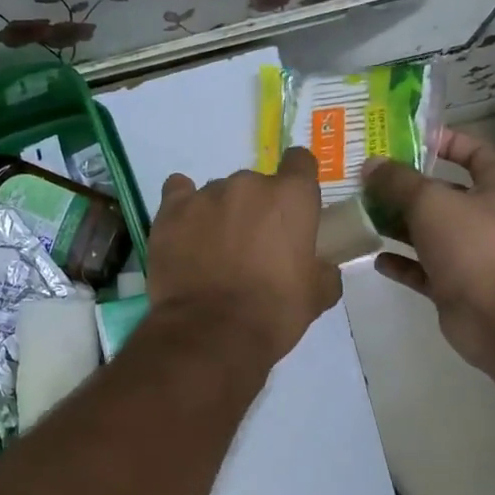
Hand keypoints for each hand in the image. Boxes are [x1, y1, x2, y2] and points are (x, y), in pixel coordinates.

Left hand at [146, 147, 342, 365]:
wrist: (212, 332)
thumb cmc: (273, 313)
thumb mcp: (316, 296)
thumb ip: (323, 270)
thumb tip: (321, 267)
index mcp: (291, 197)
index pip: (299, 162)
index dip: (297, 180)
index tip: (291, 205)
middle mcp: (248, 184)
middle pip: (255, 184)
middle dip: (255, 209)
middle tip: (250, 245)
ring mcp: (206, 195)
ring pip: (217, 193)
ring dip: (220, 213)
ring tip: (213, 250)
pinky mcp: (171, 211)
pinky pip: (178, 193)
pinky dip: (183, 208)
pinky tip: (184, 230)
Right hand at [361, 128, 494, 372]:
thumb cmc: (474, 245)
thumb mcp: (431, 202)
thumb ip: (398, 182)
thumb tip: (371, 165)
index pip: (476, 153)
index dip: (448, 142)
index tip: (410, 140)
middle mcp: (485, 219)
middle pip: (443, 195)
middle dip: (407, 188)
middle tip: (368, 181)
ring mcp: (470, 256)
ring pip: (429, 234)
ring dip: (398, 225)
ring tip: (362, 216)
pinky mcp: (454, 287)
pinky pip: (422, 270)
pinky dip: (401, 264)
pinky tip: (375, 257)